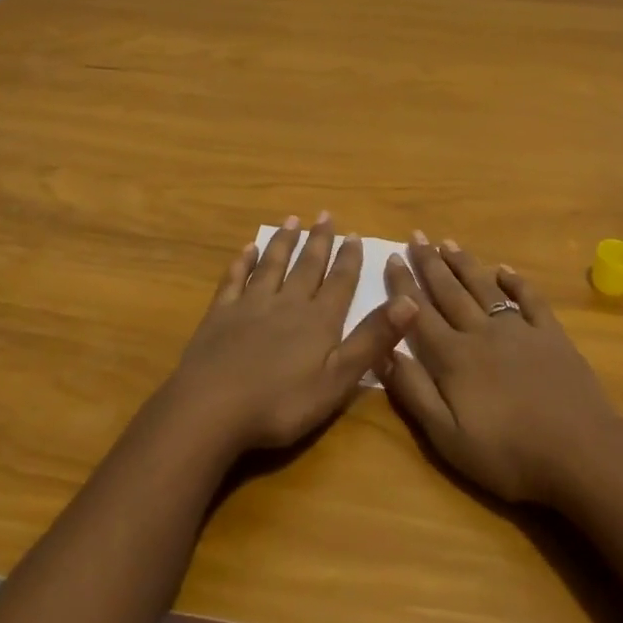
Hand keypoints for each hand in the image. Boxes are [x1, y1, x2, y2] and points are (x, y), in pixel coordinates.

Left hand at [164, 213, 416, 457]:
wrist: (212, 407)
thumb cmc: (281, 403)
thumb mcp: (338, 380)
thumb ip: (372, 340)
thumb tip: (410, 300)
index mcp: (318, 321)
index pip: (339, 282)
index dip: (349, 259)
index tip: (354, 234)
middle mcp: (287, 303)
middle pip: (307, 266)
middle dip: (318, 241)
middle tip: (325, 215)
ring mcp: (251, 305)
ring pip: (272, 265)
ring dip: (284, 242)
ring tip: (292, 221)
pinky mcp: (220, 313)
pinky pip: (234, 279)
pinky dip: (242, 262)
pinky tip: (247, 249)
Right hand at [380, 234, 622, 504]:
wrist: (580, 453)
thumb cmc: (508, 454)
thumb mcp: (448, 437)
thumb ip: (415, 392)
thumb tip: (383, 351)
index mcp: (454, 357)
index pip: (419, 314)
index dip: (403, 286)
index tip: (391, 258)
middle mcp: (481, 333)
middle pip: (449, 292)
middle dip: (429, 263)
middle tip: (416, 236)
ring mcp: (518, 330)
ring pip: (483, 288)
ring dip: (464, 263)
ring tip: (447, 242)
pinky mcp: (550, 335)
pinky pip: (529, 298)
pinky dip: (515, 281)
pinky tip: (504, 269)